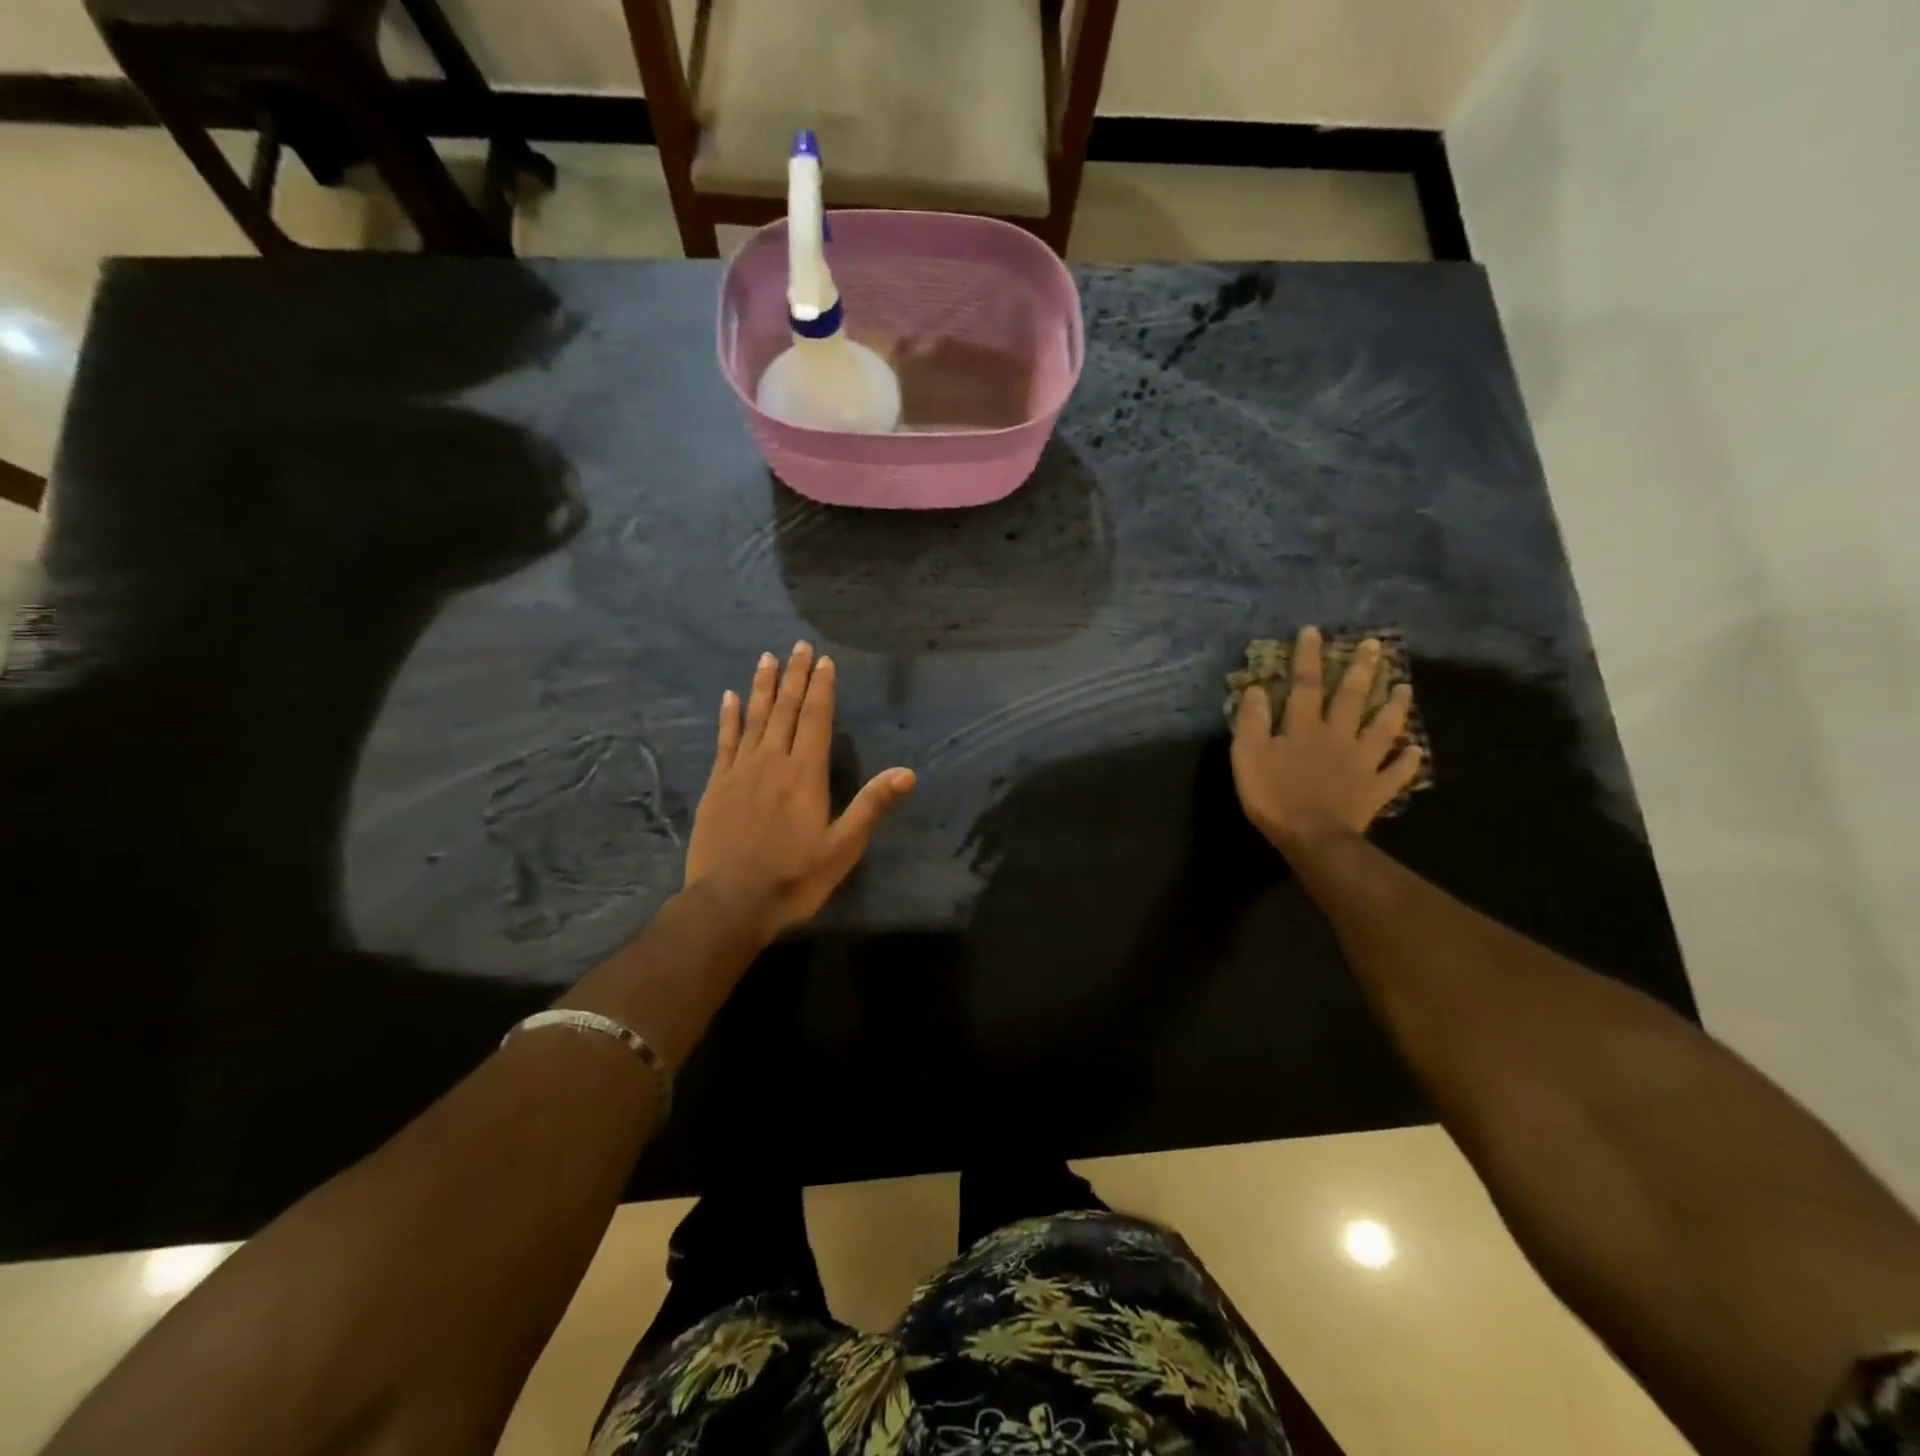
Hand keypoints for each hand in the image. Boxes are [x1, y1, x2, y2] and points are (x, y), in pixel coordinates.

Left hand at [684, 643, 915, 942]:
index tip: (824, 660)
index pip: (816, 719)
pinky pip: (725, 741)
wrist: (729, 903)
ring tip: (767, 658)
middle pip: (785, 709)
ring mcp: (740, 771)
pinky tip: (729, 697)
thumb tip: (907, 772)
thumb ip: (871, 806)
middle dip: (794, 676)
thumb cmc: (793, 878)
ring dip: (762, 686)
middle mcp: (772, 762)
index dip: (822, 688)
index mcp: (805, 774)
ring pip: (754, 717)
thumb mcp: (842, 848)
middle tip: (799, 646)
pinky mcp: (717, 785)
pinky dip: (729, 717)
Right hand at [1230, 626, 1423, 855]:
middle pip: (1351, 698)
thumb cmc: (1274, 796)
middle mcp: (1337, 736)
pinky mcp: (1376, 789)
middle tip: (1375, 646)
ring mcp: (1362, 762)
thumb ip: (1252, 722)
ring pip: (1382, 728)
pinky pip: (1396, 773)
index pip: (1305, 685)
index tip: (1314, 631)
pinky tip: (1417, 750)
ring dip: (1394, 707)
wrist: (1312, 838)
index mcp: (1303, 728)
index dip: (1308, 657)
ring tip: (1406, 687)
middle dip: (1360, 670)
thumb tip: (1257, 689)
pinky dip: (1408, 761)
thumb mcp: (1247, 756)